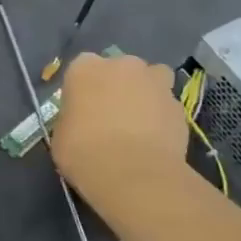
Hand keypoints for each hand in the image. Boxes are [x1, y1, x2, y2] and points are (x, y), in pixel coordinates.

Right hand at [51, 51, 189, 212]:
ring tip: (140, 123)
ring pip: (152, 80)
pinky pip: (168, 107)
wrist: (133, 174)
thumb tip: (80, 122)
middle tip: (112, 115)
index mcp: (85, 68)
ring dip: (147, 94)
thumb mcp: (60, 135)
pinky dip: (163, 119)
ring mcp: (155, 83)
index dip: (84, 89)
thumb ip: (72, 119)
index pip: (82, 67)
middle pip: (121, 69)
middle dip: (118, 86)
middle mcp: (122, 66)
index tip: (82, 109)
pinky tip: (156, 142)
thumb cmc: (84, 151)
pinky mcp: (180, 106)